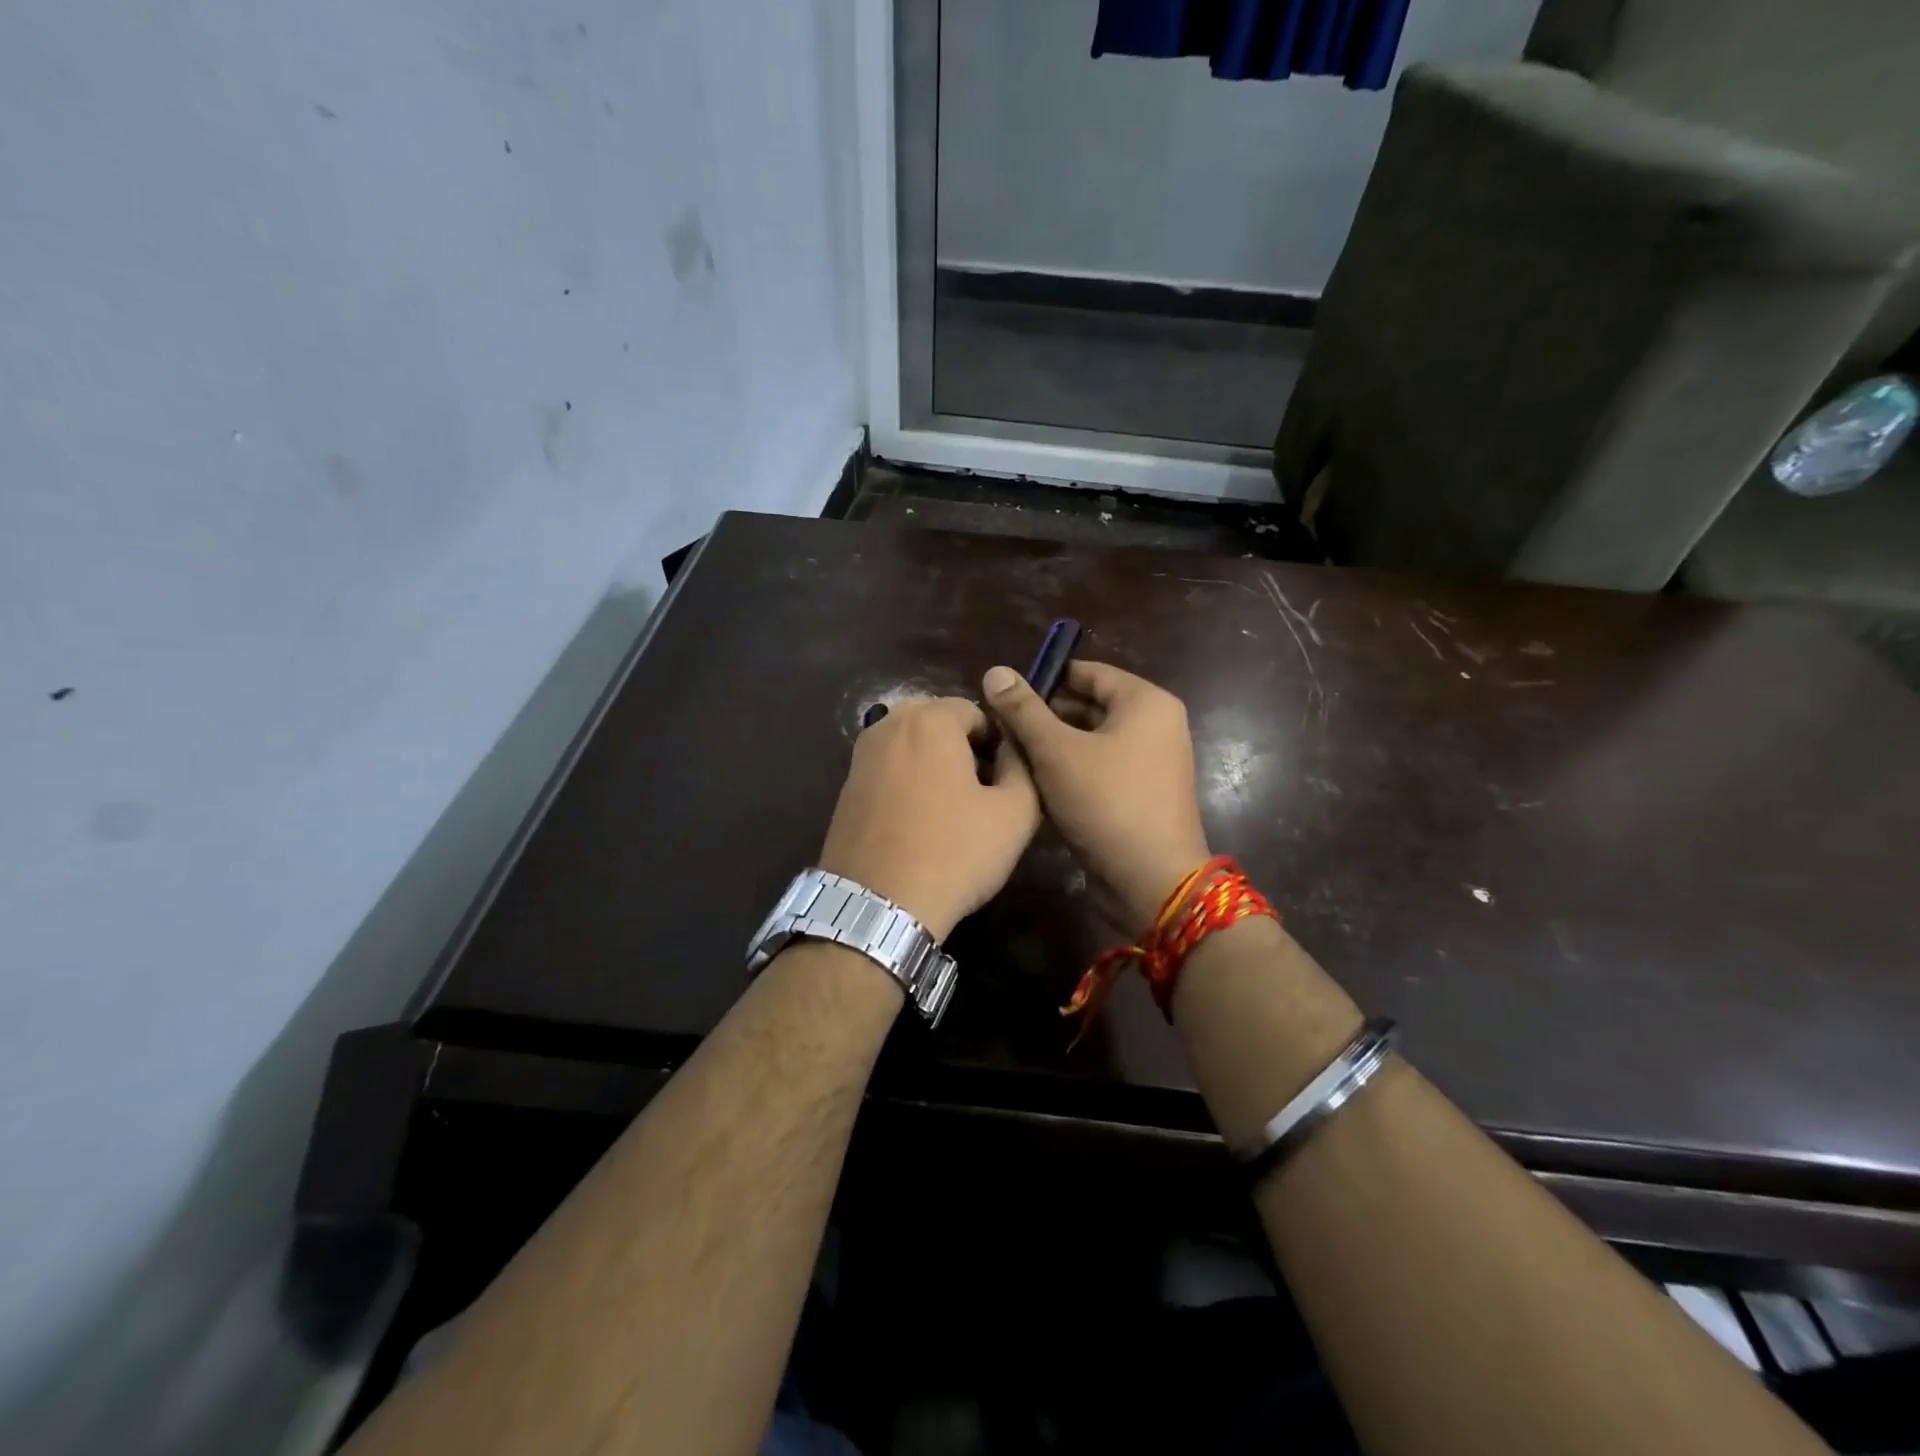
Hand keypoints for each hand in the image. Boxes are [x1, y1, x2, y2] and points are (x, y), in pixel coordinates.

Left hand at [817, 697, 1041, 942]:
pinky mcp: (846, 787)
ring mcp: (861, 756)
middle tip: (982, 792)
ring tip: (952, 809)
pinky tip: (919, 822)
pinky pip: (889, 769)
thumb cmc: (954, 853)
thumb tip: (1014, 748)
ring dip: (935, 765)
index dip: (999, 742)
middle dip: (964, 748)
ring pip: (912, 746)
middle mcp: (889, 725)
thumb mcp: (1015, 813)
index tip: (1006, 779)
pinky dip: (908, 782)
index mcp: (930, 719)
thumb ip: (1024, 766)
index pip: (977, 711)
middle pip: (940, 723)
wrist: (878, 905)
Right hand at [983, 661, 1209, 936]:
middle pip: (1089, 707)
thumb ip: (1024, 711)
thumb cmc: (1107, 803)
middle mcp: (1156, 726)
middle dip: (1045, 718)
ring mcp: (1152, 763)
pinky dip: (1071, 773)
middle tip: (1000, 729)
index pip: (1087, 672)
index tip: (1004, 695)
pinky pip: (1101, 770)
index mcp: (1146, 702)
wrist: (1152, 882)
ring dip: (1053, 749)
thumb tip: (996, 672)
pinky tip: (1035, 786)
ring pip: (1091, 742)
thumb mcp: (1056, 752)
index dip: (1044, 680)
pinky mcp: (1142, 795)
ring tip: (1010, 757)